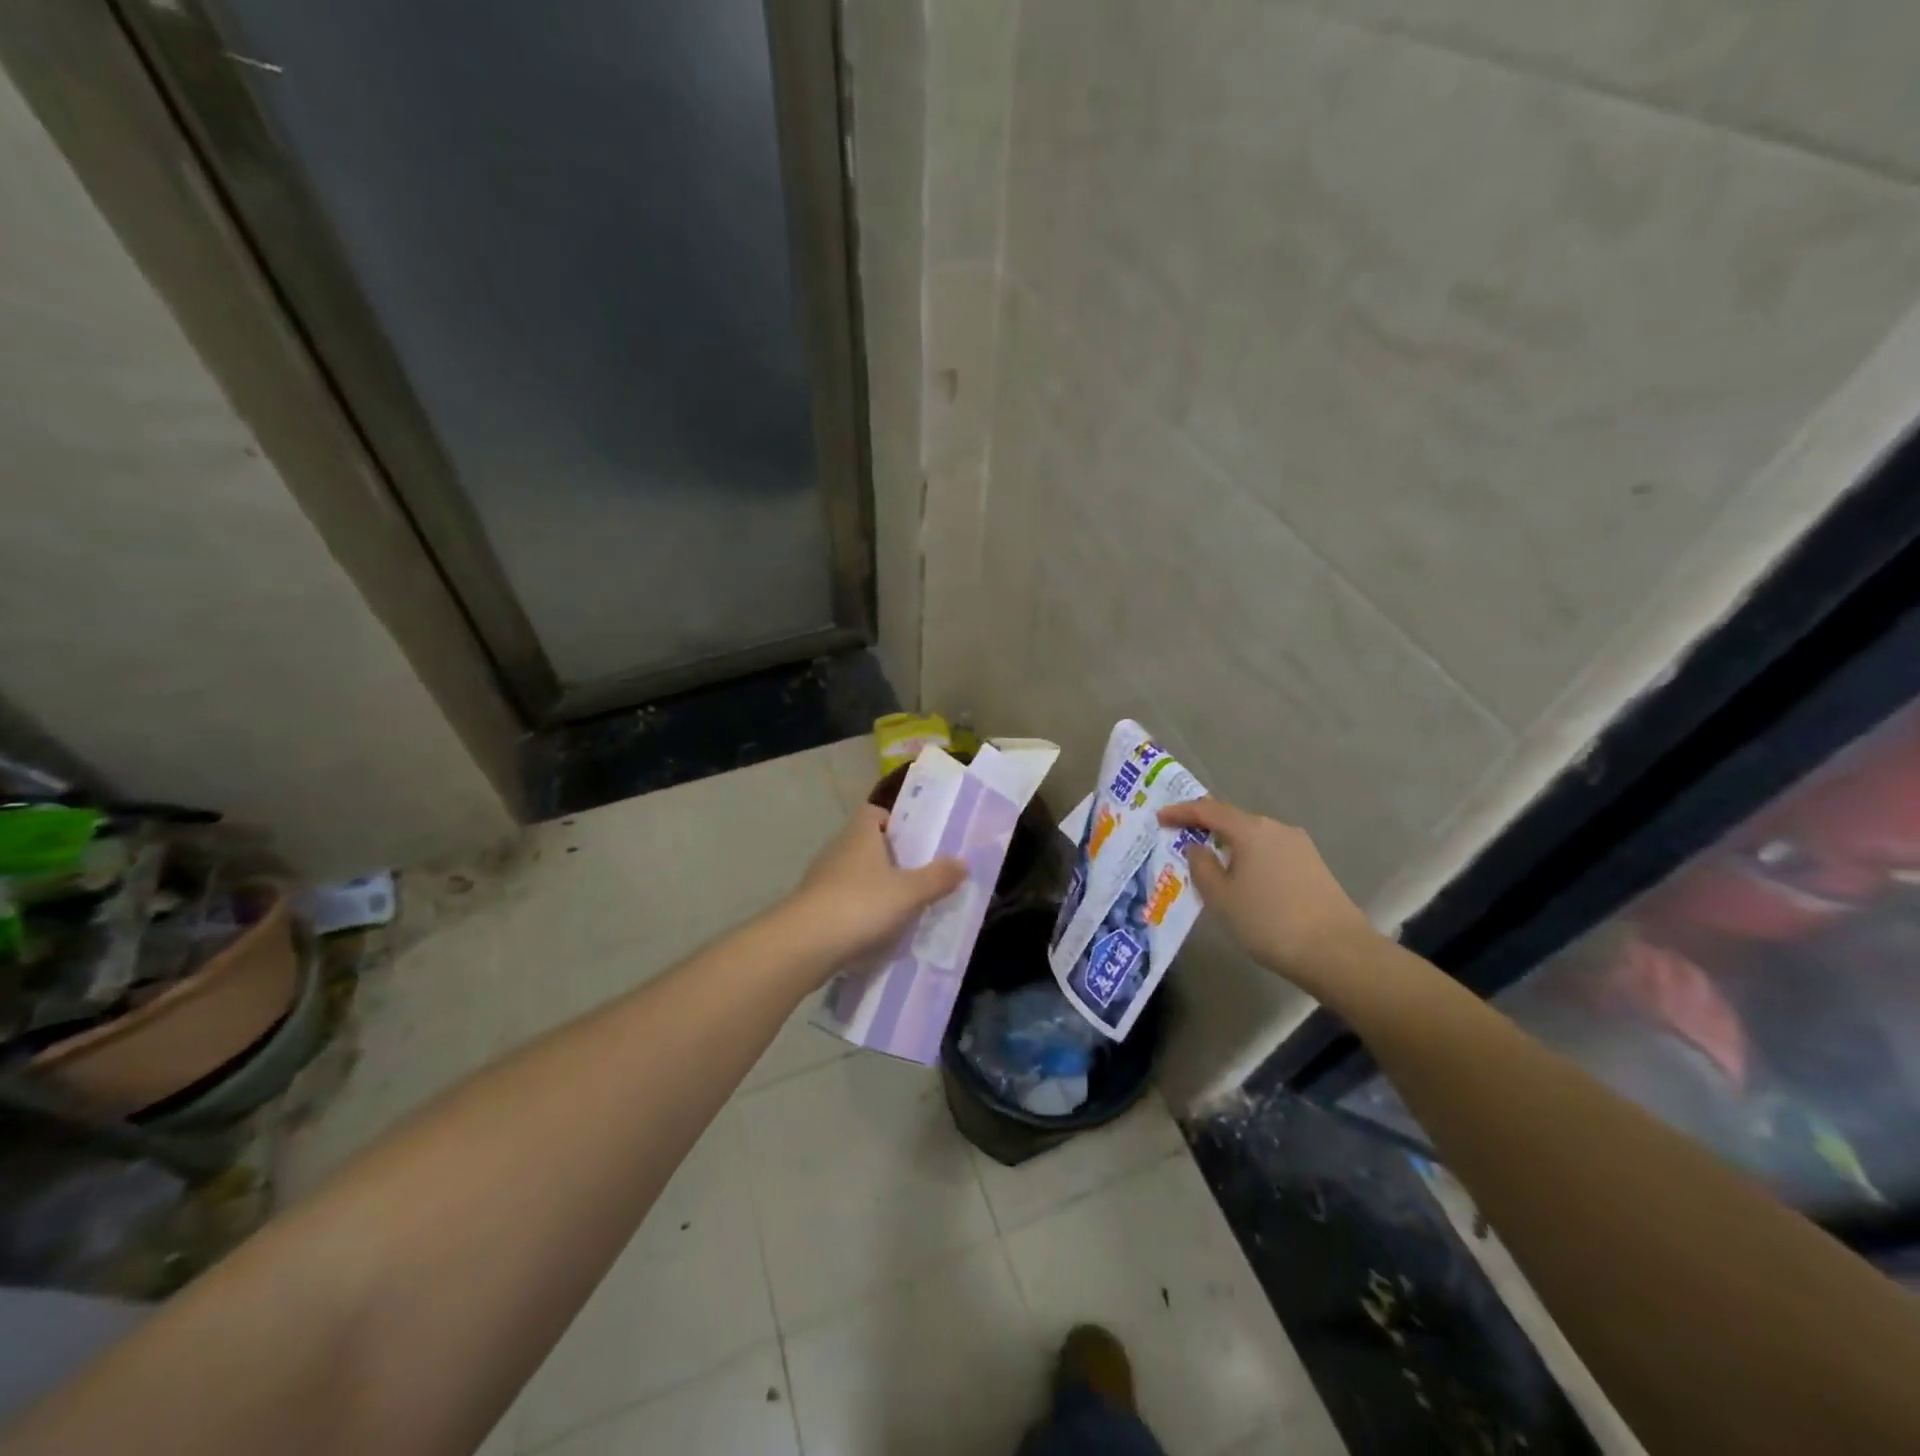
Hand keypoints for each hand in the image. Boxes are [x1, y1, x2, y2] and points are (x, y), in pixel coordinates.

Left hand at [783, 805, 965, 970]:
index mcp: (860, 834)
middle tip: (919, 877)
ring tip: (903, 908)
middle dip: (891, 859)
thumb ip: (938, 877)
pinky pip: (843, 901)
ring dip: (875, 888)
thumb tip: (963, 862)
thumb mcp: (910, 892)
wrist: (804, 944)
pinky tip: (876, 932)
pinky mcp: (812, 907)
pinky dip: (859, 912)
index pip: (875, 813)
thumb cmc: (861, 905)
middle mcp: (838, 849)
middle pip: (867, 844)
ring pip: (854, 875)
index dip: (895, 822)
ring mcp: (821, 879)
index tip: (916, 842)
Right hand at [1157, 797, 1375, 990]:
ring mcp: (1299, 846)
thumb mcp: (1221, 898)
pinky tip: (1244, 881)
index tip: (1160, 819)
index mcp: (1250, 830)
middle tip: (1183, 841)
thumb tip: (1198, 847)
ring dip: (1229, 846)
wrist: (1338, 952)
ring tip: (1212, 867)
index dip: (1181, 812)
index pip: (1208, 810)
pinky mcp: (1313, 866)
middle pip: (1233, 820)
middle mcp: (1276, 829)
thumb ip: (1201, 867)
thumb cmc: (1269, 922)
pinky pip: (1270, 853)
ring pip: (1254, 838)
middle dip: (1206, 828)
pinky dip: (1250, 859)